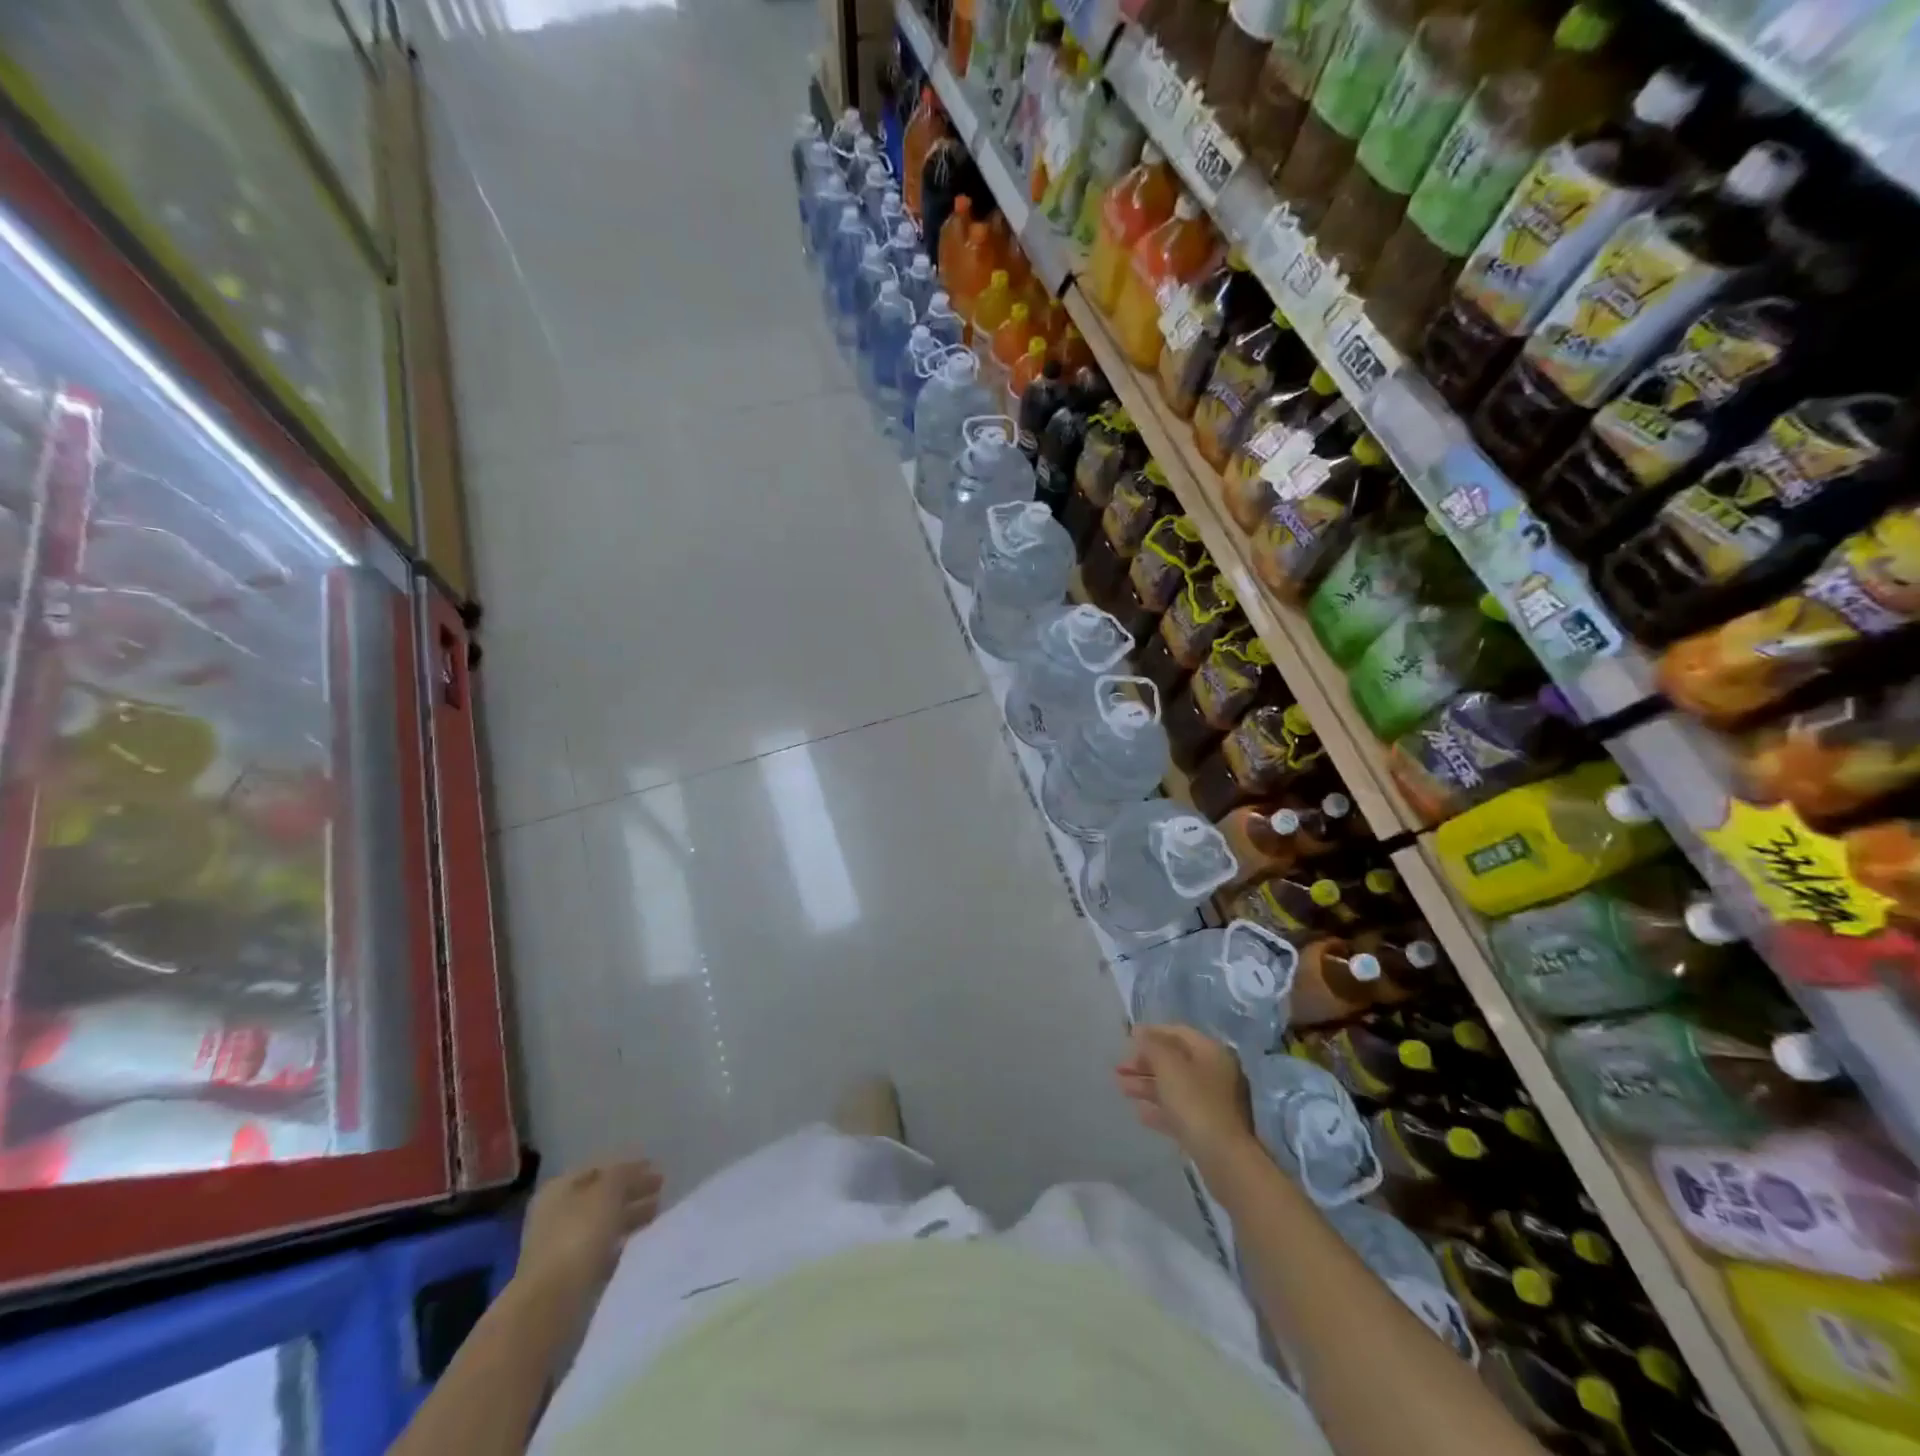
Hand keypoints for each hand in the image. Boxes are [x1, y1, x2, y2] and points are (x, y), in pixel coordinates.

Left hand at [516, 1159, 662, 1315]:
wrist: (551, 1305)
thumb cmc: (578, 1236)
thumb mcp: (607, 1191)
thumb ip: (624, 1174)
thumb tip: (639, 1170)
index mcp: (558, 1189)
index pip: (598, 1169)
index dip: (628, 1167)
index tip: (655, 1168)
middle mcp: (556, 1215)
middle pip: (601, 1197)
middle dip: (631, 1193)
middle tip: (662, 1191)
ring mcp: (561, 1248)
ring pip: (603, 1225)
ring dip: (629, 1218)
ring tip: (658, 1215)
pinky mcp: (570, 1278)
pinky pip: (602, 1252)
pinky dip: (621, 1245)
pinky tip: (640, 1244)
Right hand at [1116, 1025, 1257, 1176]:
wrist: (1224, 1159)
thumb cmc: (1194, 1102)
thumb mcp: (1168, 1065)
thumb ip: (1152, 1045)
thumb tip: (1141, 1033)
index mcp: (1211, 1052)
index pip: (1178, 1032)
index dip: (1151, 1033)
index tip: (1126, 1040)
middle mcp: (1216, 1073)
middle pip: (1175, 1060)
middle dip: (1145, 1062)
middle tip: (1119, 1069)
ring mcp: (1215, 1102)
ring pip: (1175, 1086)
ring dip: (1147, 1085)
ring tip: (1121, 1089)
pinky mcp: (1210, 1128)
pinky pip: (1180, 1110)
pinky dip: (1160, 1108)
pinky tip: (1140, 1113)